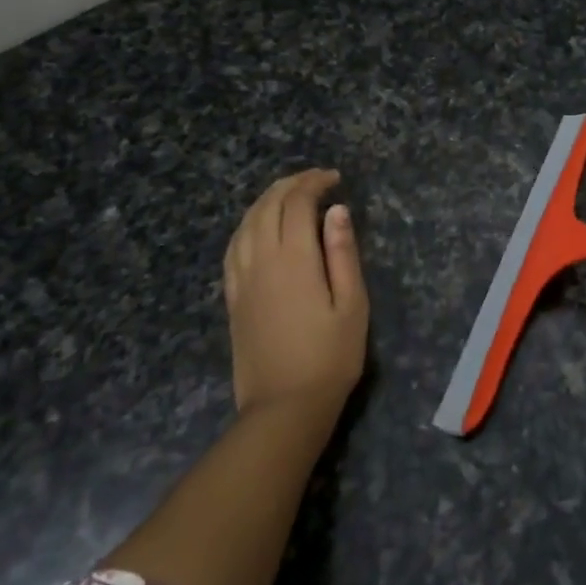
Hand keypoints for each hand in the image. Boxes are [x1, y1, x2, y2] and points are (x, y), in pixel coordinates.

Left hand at [224, 169, 367, 417]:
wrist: (284, 406)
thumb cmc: (330, 356)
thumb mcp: (352, 304)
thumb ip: (343, 253)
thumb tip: (336, 210)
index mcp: (294, 259)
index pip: (297, 204)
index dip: (314, 183)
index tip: (334, 178)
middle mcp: (262, 261)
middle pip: (267, 207)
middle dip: (290, 185)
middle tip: (314, 180)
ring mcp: (242, 279)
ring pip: (246, 224)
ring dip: (266, 200)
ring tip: (287, 194)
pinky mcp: (233, 298)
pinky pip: (233, 248)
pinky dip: (247, 226)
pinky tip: (257, 228)